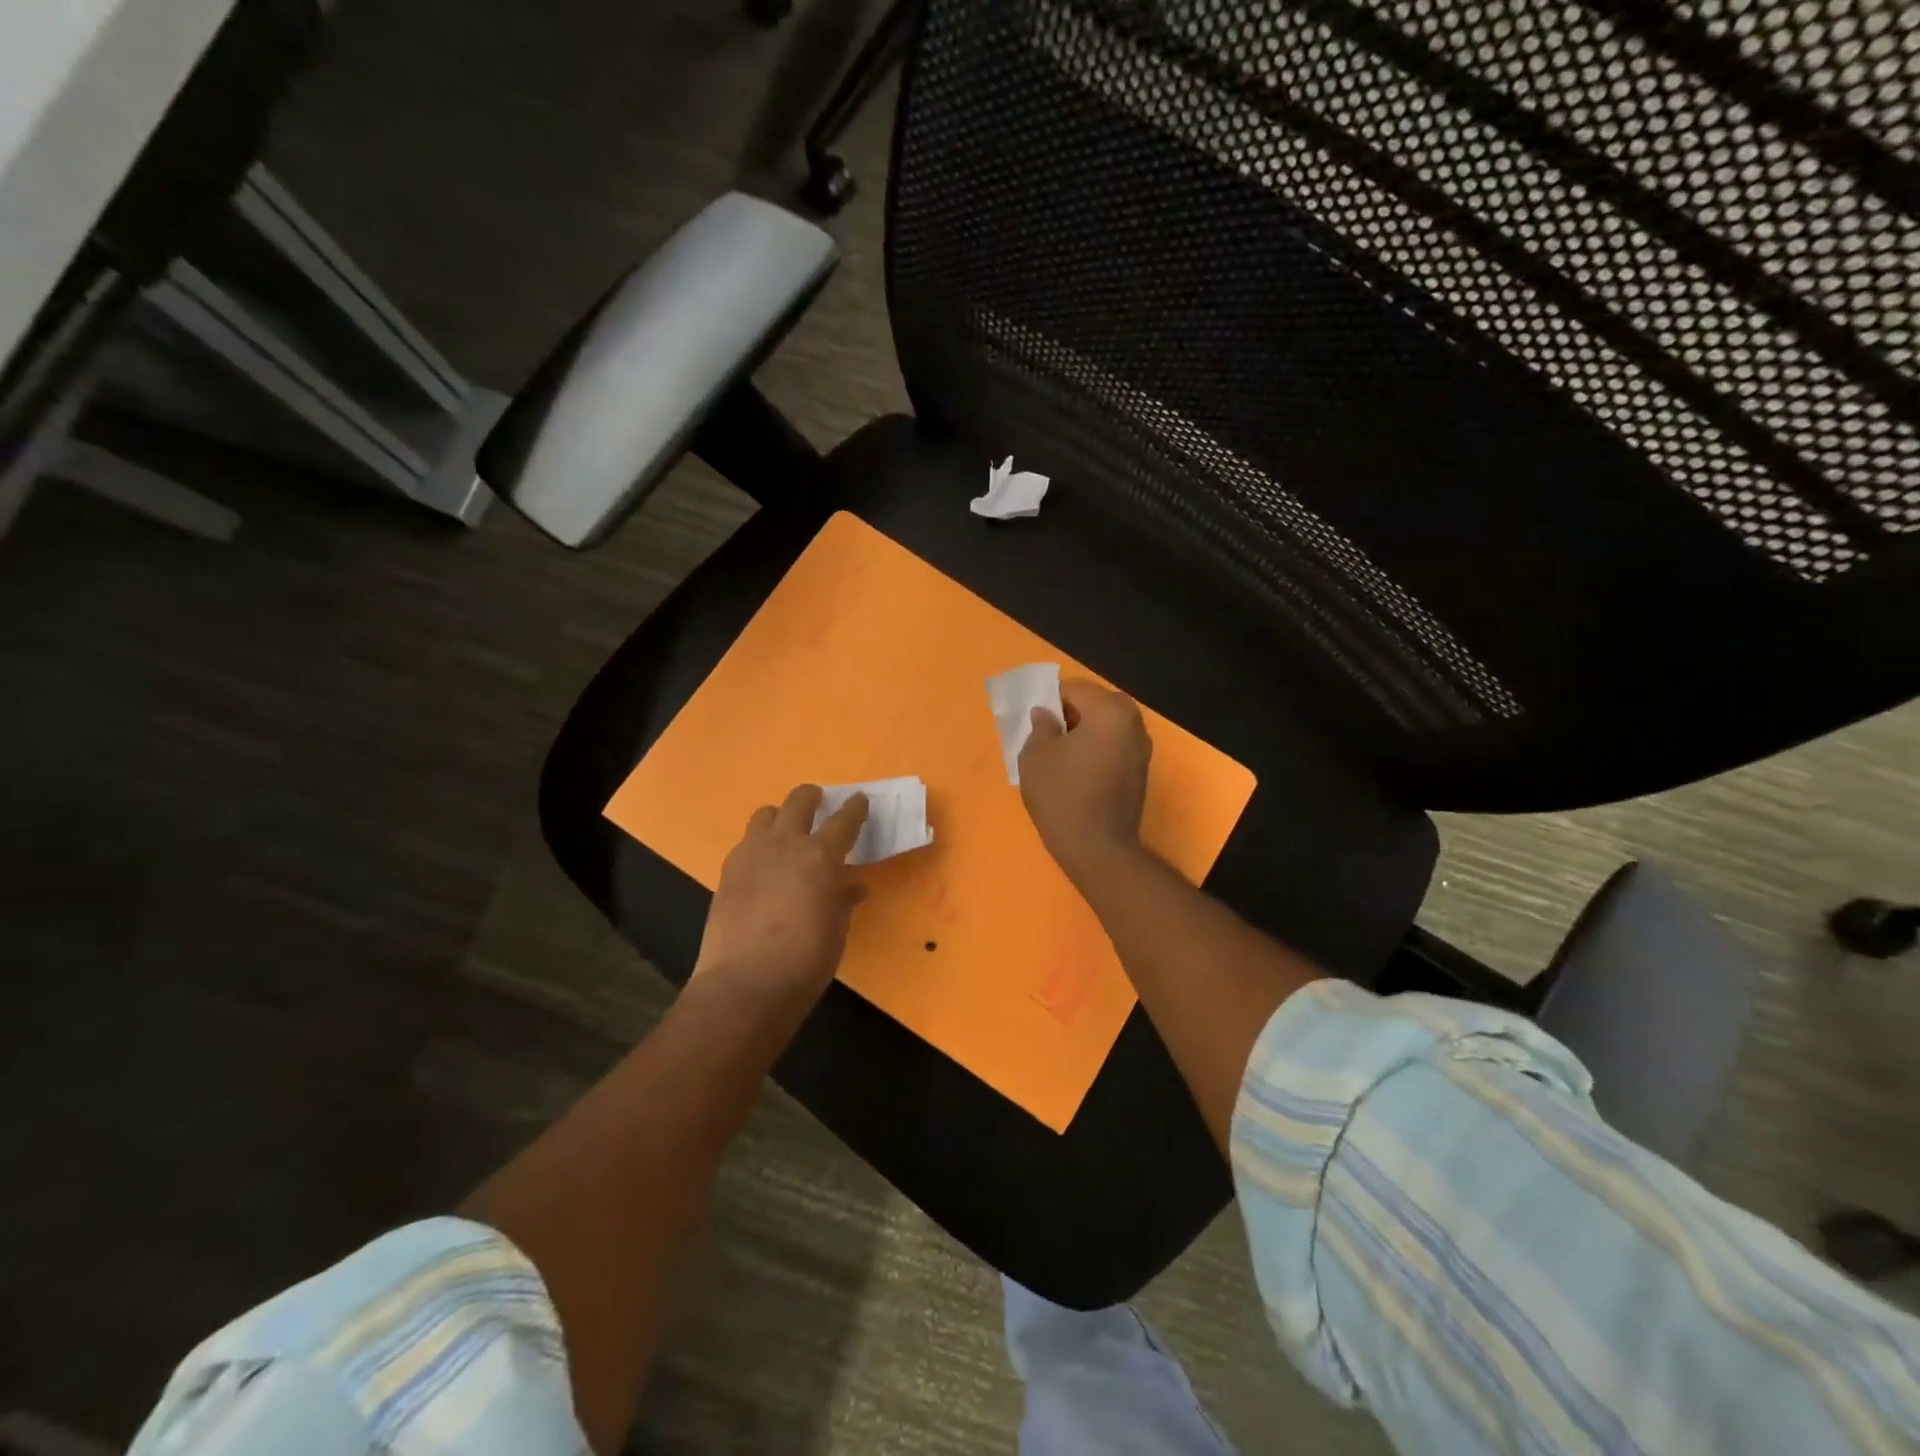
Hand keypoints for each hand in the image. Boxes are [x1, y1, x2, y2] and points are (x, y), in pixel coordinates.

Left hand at [694, 785, 868, 1003]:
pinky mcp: (727, 871)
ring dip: (780, 816)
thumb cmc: (805, 961)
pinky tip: (762, 865)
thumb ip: (843, 900)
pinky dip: (759, 844)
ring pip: (765, 814)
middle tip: (818, 802)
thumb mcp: (837, 930)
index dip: (855, 808)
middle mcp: (786, 844)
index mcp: (821, 856)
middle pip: (798, 801)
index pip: (844, 819)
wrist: (745, 985)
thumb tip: (852, 887)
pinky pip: (745, 842)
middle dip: (811, 797)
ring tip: (785, 831)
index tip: (860, 801)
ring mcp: (751, 854)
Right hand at [1018, 678, 1151, 879]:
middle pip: (1095, 704)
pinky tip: (1076, 771)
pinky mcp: (1140, 772)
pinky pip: (1113, 747)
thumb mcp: (1036, 755)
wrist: (1098, 849)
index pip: (1074, 688)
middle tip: (1044, 735)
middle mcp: (1133, 722)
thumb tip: (1047, 714)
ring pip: (1106, 726)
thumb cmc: (1063, 795)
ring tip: (1058, 755)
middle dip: (1069, 713)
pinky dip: (1095, 750)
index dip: (1048, 699)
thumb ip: (1041, 724)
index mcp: (1110, 710)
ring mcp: (1142, 748)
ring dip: (1083, 732)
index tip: (1032, 721)